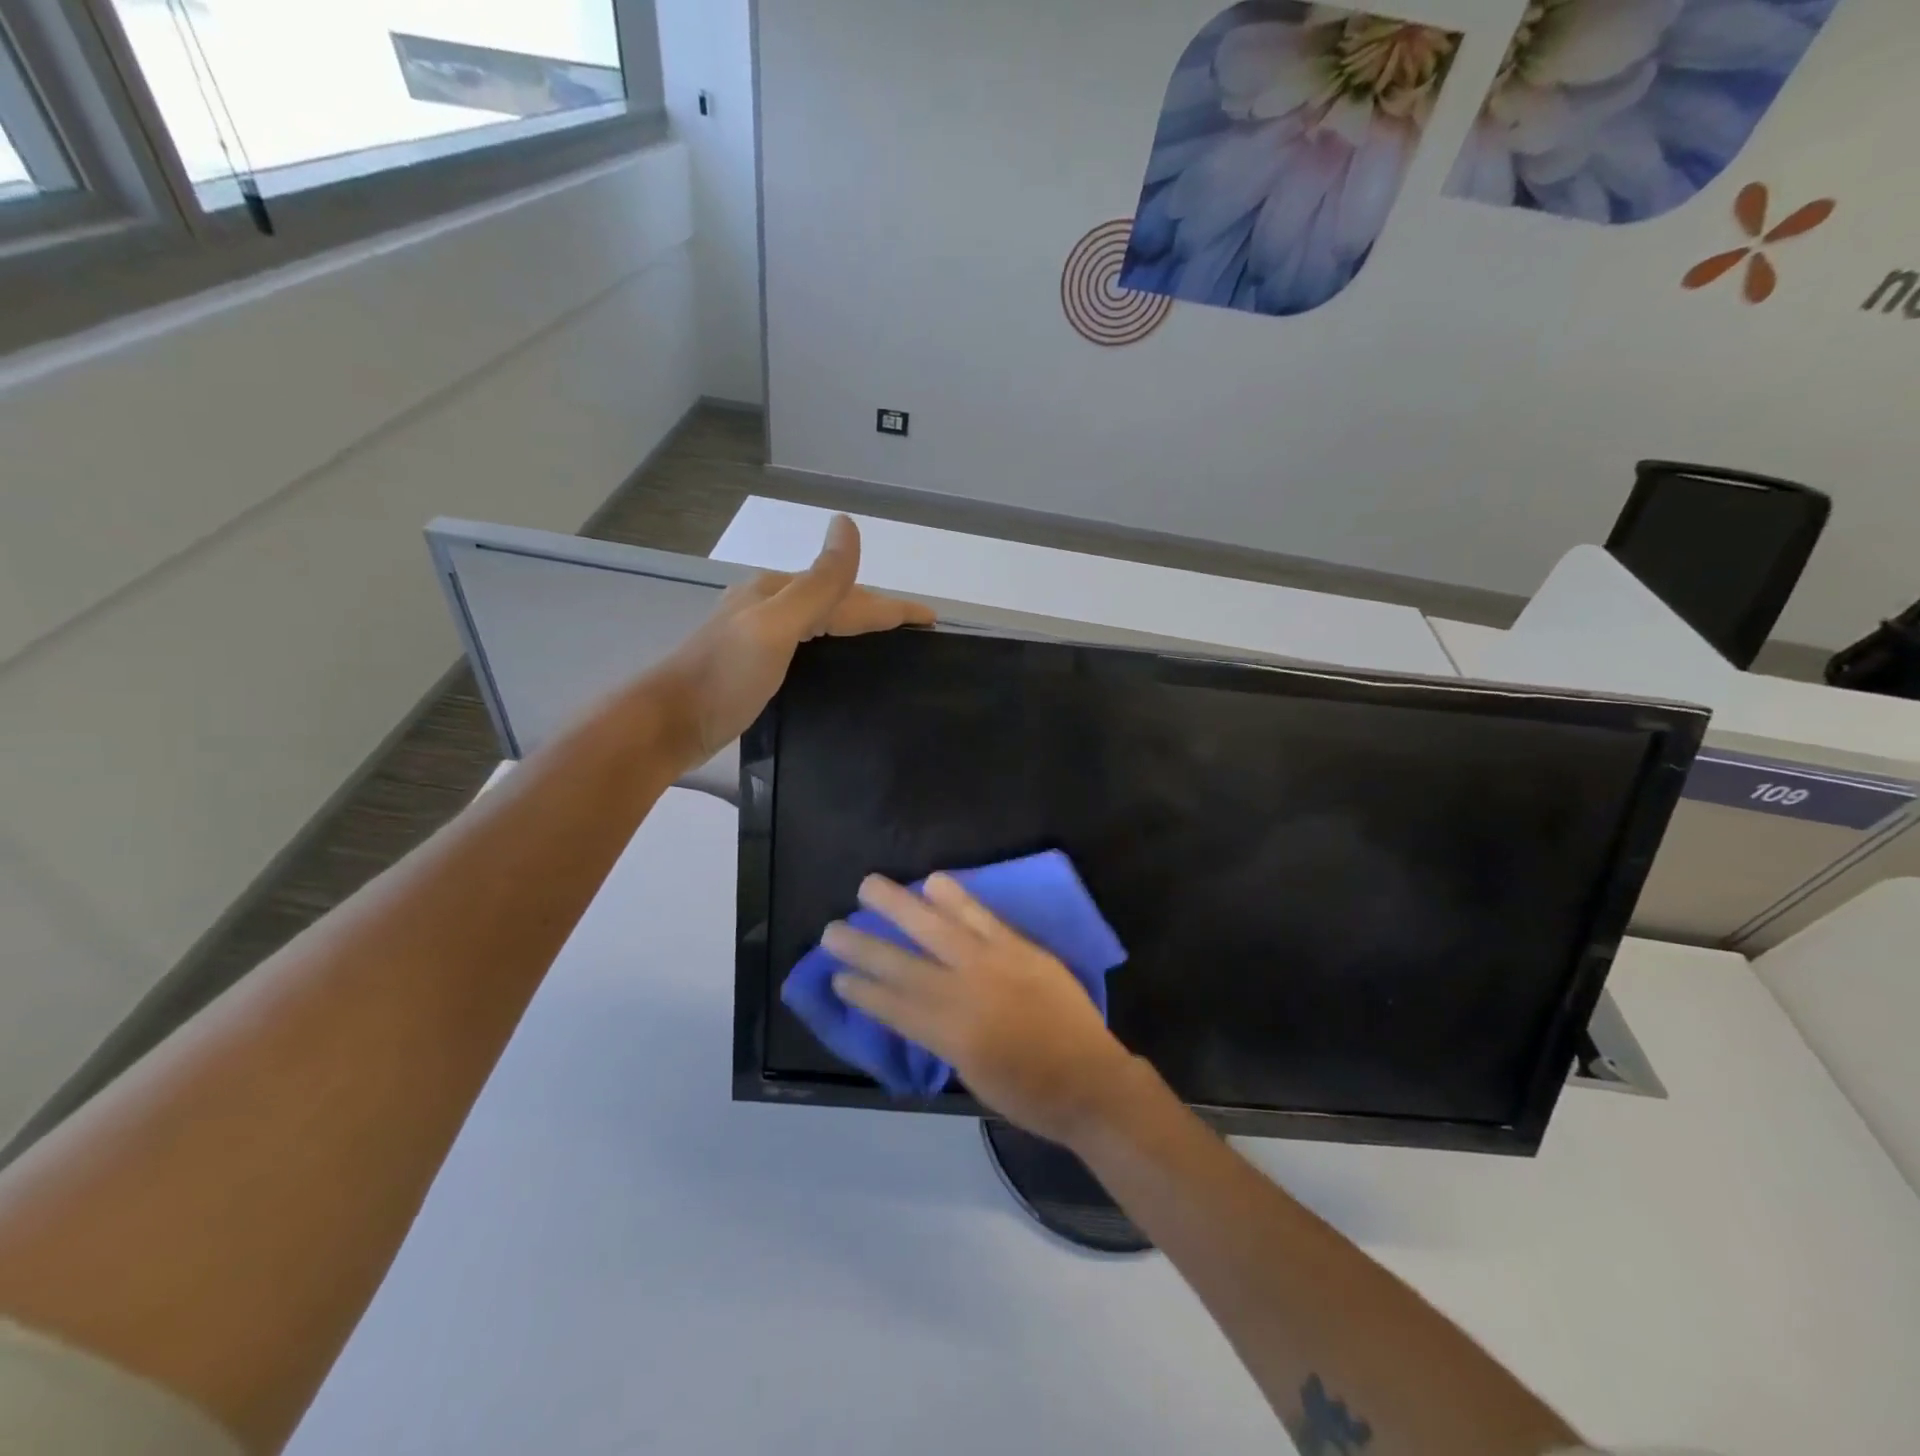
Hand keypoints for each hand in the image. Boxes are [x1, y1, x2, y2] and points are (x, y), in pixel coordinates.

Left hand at [654, 515, 933, 770]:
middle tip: (914, 630)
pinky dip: (833, 648)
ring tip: (886, 645)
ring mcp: (758, 635)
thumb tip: (847, 525)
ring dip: (856, 628)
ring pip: (821, 624)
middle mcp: (769, 606)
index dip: (892, 605)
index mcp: (778, 592)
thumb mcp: (776, 626)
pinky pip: (807, 646)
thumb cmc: (724, 676)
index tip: (931, 619)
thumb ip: (818, 583)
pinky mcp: (753, 665)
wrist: (668, 723)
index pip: (850, 594)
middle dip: (876, 612)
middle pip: (835, 603)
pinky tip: (838, 664)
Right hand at [824, 874, 1142, 1147]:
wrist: (1089, 1081)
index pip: (892, 1006)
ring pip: (936, 927)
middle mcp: (962, 993)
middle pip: (902, 963)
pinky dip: (955, 897)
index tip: (836, 977)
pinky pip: (981, 916)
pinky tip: (934, 881)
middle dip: (864, 946)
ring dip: (899, 905)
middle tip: (832, 929)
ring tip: (869, 886)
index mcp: (948, 1035)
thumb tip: (919, 1007)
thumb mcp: (971, 1075)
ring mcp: (992, 964)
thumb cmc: (1029, 1094)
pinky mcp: (1019, 948)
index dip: (862, 990)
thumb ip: (942, 1036)